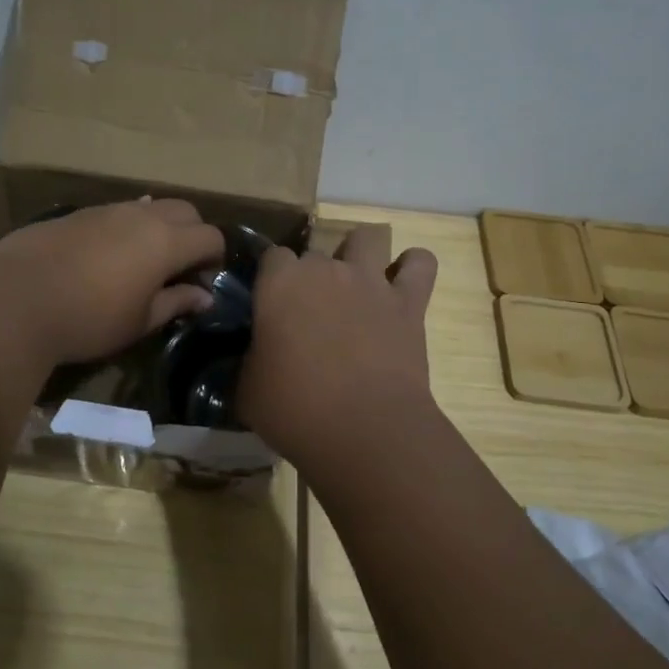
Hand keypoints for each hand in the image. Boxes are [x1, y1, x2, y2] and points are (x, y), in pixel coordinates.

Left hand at [0, 198, 225, 369]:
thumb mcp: (139, 321)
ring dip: (158, 228)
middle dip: (192, 234)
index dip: (214, 258)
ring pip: (149, 207)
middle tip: (179, 268)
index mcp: (165, 241)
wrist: (13, 300)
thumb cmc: (87, 319)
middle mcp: (141, 215)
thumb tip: (204, 297)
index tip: (202, 283)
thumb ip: (176, 303)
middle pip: (185, 210)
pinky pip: (116, 212)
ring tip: (142, 263)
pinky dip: (126, 227)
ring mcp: (106, 209)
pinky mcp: (76, 213)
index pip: (210, 236)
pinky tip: (107, 256)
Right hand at [238, 225, 439, 466]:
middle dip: (312, 275)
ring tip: (357, 282)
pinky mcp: (409, 302)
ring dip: (362, 253)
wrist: (366, 430)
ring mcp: (370, 281)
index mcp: (279, 284)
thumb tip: (253, 358)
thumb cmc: (295, 410)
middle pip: (315, 251)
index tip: (271, 304)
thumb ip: (248, 360)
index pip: (272, 255)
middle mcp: (325, 270)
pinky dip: (413, 267)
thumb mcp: (247, 390)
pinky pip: (420, 263)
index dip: (271, 278)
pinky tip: (403, 285)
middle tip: (311, 312)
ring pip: (368, 237)